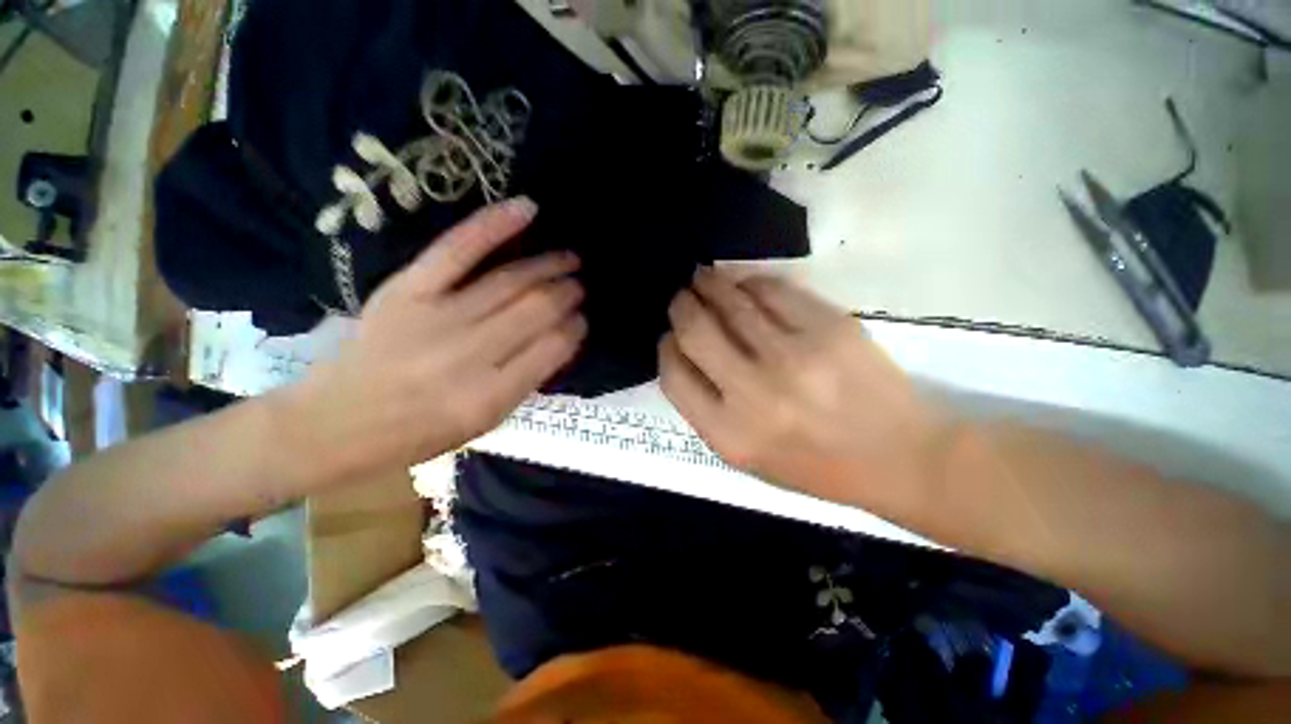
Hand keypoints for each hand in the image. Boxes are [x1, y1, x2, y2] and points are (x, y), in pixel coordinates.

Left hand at [280, 198, 584, 486]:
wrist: (334, 423)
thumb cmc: (418, 432)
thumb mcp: (485, 422)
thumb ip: (526, 380)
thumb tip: (560, 337)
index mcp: (490, 396)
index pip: (553, 348)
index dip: (575, 328)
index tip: (582, 320)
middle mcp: (469, 354)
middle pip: (537, 309)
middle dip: (567, 293)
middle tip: (579, 287)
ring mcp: (437, 316)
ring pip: (510, 280)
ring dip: (548, 265)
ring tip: (569, 259)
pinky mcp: (408, 289)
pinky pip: (458, 248)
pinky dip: (495, 225)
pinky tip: (528, 209)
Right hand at [660, 268, 945, 514]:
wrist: (899, 457)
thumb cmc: (815, 465)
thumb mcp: (746, 456)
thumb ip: (707, 409)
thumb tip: (684, 353)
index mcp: (729, 434)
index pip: (674, 375)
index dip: (666, 348)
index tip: (670, 336)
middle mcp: (754, 394)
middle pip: (695, 330)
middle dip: (681, 306)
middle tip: (682, 297)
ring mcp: (793, 356)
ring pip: (732, 301)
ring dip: (710, 283)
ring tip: (704, 277)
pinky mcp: (828, 327)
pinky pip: (773, 290)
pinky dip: (751, 282)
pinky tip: (746, 284)